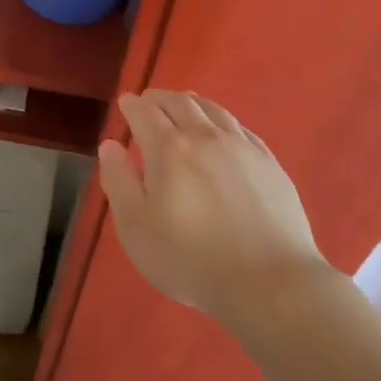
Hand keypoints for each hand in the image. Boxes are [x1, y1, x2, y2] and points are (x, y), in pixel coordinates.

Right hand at [96, 89, 330, 327]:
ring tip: (184, 103)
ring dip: (192, 103)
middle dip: (160, 98)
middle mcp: (205, 137)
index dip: (132, 105)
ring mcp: (242, 148)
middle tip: (149, 100)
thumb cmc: (191, 259)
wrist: (270, 283)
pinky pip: (241, 128)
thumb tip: (110, 145)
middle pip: (180, 103)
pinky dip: (222, 120)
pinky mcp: (270, 164)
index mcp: (168, 149)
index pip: (145, 112)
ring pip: (213, 110)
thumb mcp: (136, 227)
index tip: (125, 103)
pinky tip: (222, 129)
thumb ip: (118, 181)